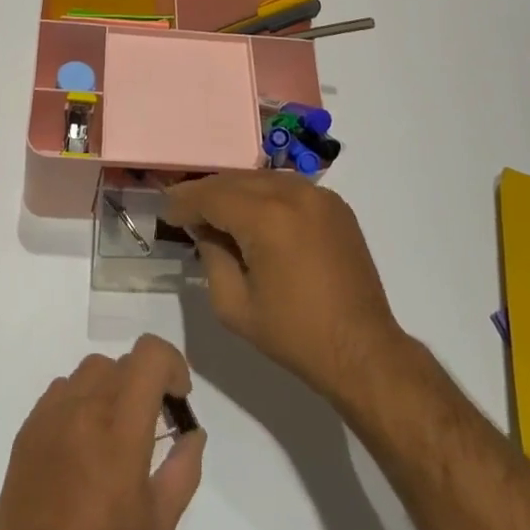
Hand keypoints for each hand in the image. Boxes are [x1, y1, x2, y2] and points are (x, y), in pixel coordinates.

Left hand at [0, 334, 204, 529]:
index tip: (177, 398)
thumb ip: (184, 470)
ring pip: (92, 370)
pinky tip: (81, 440)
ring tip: (114, 430)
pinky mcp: (30, 425)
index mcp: (120, 423)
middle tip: (150, 424)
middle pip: (124, 362)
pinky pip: (63, 389)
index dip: (171, 364)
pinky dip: (81, 400)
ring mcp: (53, 411)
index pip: (150, 354)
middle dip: (145, 384)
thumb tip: (193, 432)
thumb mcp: (158, 524)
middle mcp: (85, 403)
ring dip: (112, 387)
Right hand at [163, 172, 404, 405]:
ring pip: (262, 178)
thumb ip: (211, 258)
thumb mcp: (235, 306)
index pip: (213, 195)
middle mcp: (293, 193)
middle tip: (185, 210)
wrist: (363, 350)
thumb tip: (205, 230)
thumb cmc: (295, 334)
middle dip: (207, 193)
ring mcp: (318, 195)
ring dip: (235, 191)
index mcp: (267, 217)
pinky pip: (288, 187)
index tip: (167, 212)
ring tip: (216, 212)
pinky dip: (265, 195)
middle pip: (236, 180)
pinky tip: (254, 215)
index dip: (185, 201)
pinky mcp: (334, 204)